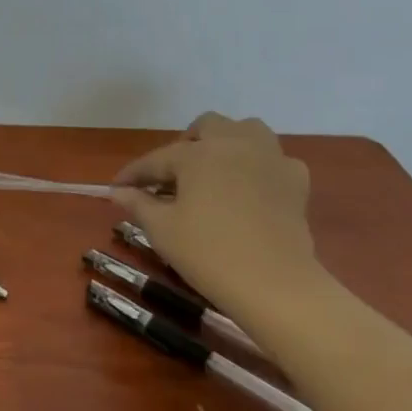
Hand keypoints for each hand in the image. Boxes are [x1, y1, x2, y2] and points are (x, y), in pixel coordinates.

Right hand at [112, 112, 319, 312]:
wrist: (273, 283)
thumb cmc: (208, 253)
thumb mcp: (162, 230)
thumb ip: (138, 204)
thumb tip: (117, 192)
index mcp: (198, 153)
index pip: (157, 159)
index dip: (133, 174)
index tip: (115, 187)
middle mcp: (235, 144)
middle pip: (207, 127)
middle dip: (185, 145)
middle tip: (170, 176)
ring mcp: (271, 158)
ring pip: (246, 131)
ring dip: (225, 144)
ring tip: (212, 171)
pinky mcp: (296, 180)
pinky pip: (273, 159)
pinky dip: (257, 166)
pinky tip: (248, 189)